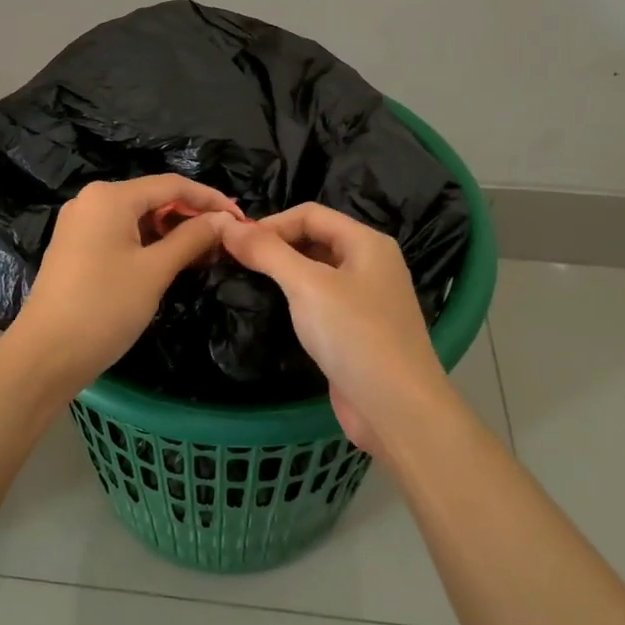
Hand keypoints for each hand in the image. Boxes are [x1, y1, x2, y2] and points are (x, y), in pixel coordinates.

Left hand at [8, 175, 242, 395]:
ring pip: (138, 217)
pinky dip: (149, 243)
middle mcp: (92, 200)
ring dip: (172, 232)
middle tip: (225, 241)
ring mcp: (80, 223)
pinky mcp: (76, 247)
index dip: (210, 199)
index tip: (241, 219)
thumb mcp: (155, 271)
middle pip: (154, 198)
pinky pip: (121, 233)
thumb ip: (192, 238)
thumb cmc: (103, 307)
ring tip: (204, 254)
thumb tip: (225, 220)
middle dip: (191, 217)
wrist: (45, 355)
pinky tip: (171, 261)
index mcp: (110, 196)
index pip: (172, 185)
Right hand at [216, 203, 451, 456]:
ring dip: (282, 273)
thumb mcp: (307, 286)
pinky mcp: (357, 331)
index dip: (270, 223)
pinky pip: (320, 302)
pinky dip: (295, 300)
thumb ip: (267, 252)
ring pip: (316, 272)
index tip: (233, 243)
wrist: (398, 410)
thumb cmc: (355, 336)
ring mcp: (366, 300)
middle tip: (234, 262)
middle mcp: (370, 264)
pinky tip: (271, 311)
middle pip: (314, 239)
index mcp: (367, 242)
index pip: (310, 214)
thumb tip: (226, 224)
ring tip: (245, 282)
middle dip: (275, 246)